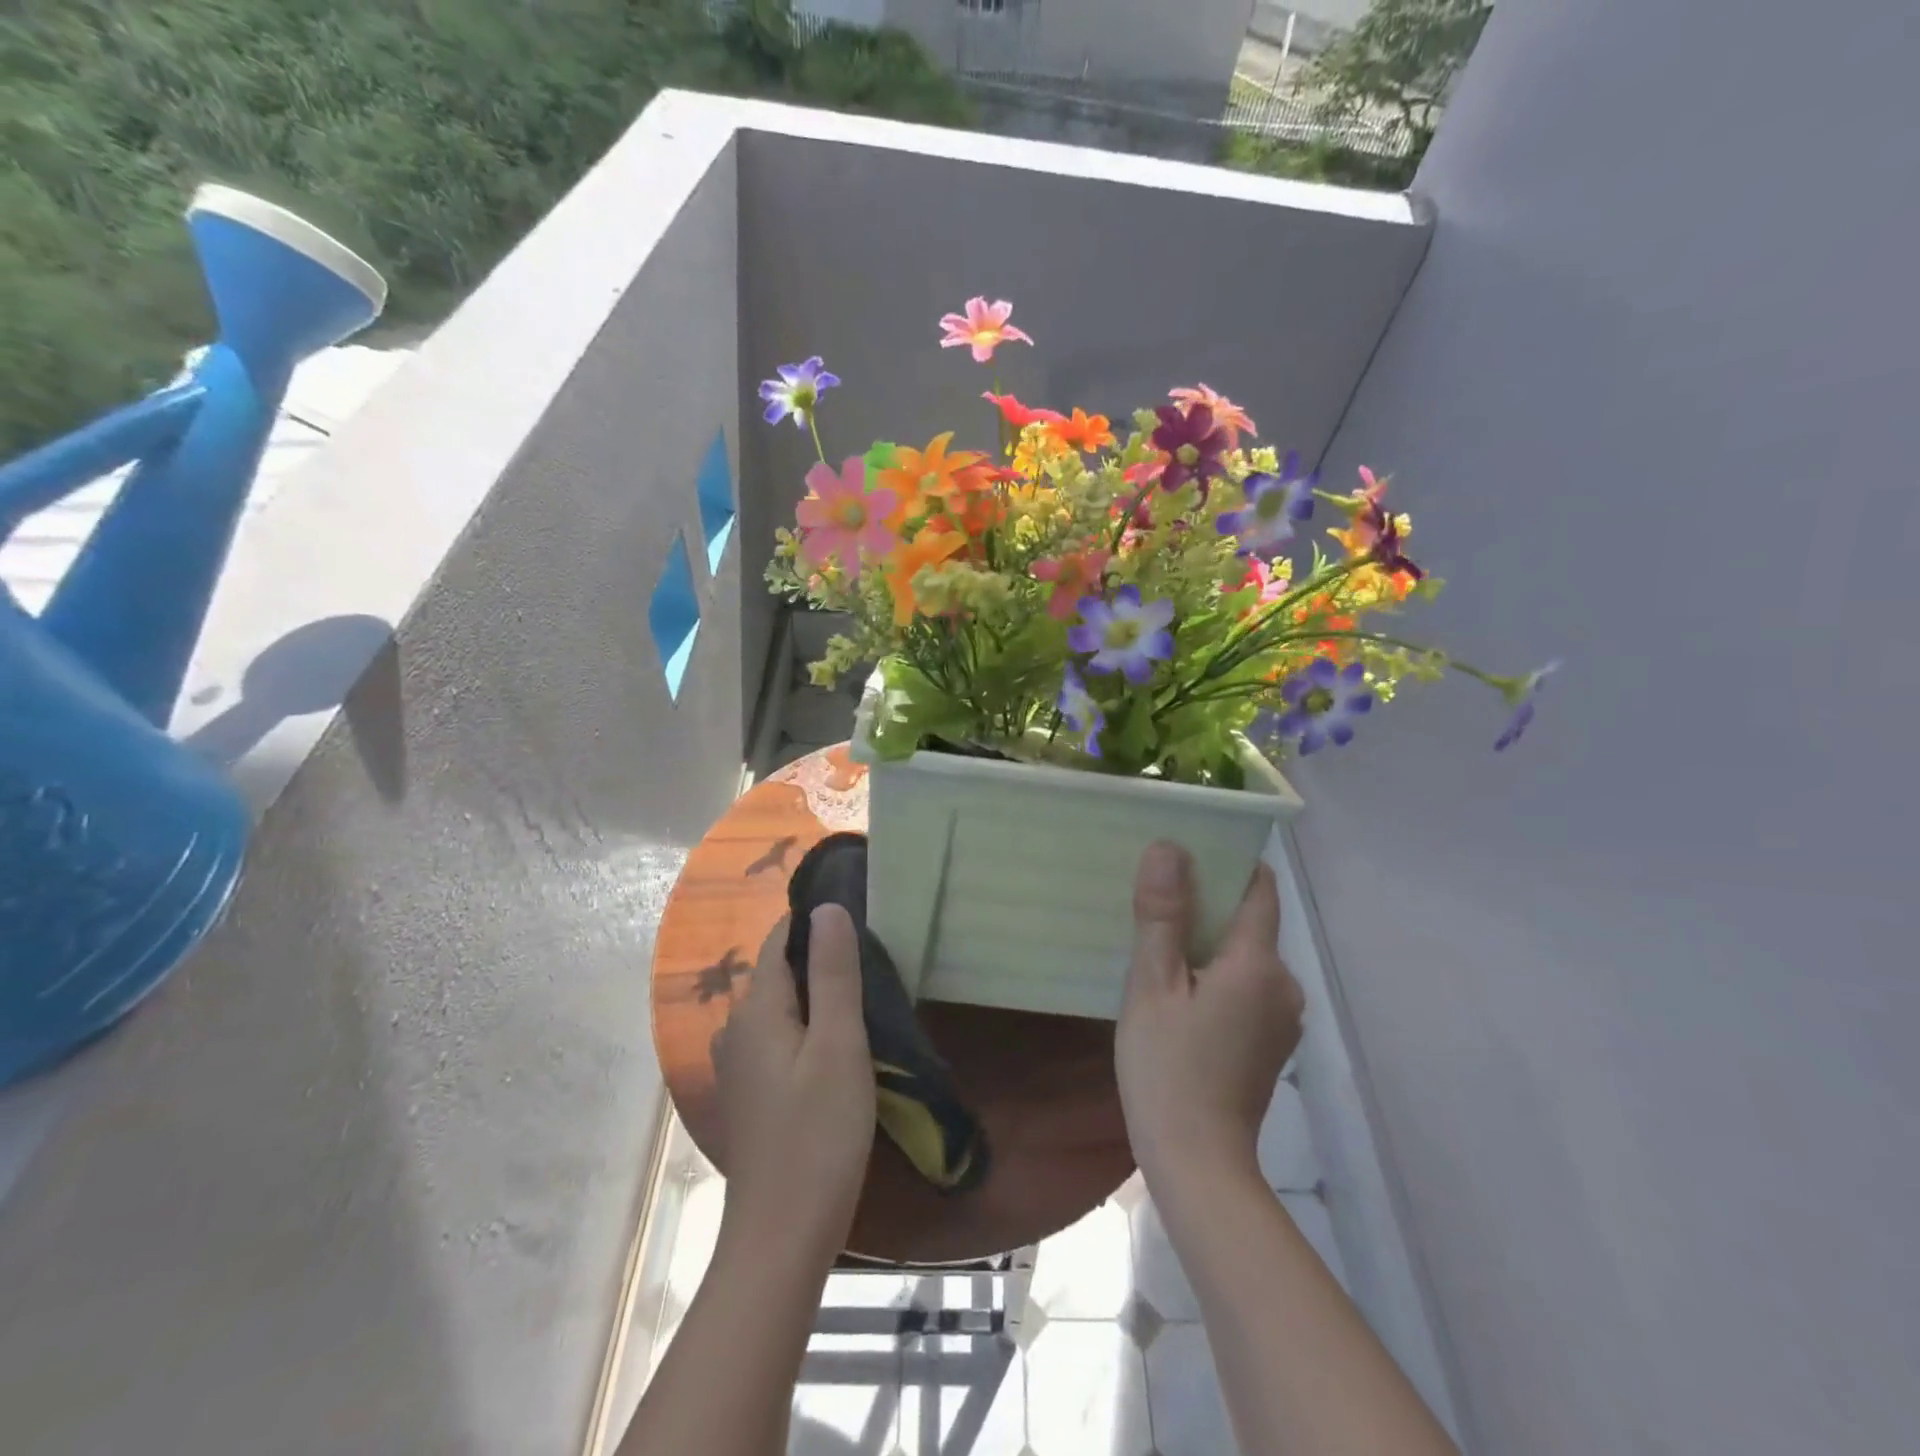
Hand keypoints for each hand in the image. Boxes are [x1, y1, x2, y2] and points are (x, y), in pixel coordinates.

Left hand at [711, 906, 875, 1256]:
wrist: (781, 1239)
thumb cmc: (818, 1136)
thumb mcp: (839, 1046)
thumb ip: (834, 974)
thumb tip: (827, 907)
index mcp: (755, 1009)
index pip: (780, 940)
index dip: (816, 923)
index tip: (862, 918)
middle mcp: (736, 1029)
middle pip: (779, 972)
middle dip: (821, 960)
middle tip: (876, 962)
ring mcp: (738, 1065)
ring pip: (780, 1008)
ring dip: (817, 997)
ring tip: (866, 1000)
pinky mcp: (749, 1094)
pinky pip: (778, 1038)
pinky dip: (806, 1029)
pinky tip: (838, 1047)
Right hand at [1115, 841, 1304, 1188]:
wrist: (1198, 1164)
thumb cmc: (1167, 1068)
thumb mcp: (1152, 986)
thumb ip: (1162, 915)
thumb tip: (1168, 847)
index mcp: (1259, 964)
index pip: (1259, 888)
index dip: (1228, 862)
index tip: (1187, 850)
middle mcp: (1284, 984)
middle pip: (1251, 921)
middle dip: (1208, 903)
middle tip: (1155, 899)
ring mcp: (1282, 1017)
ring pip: (1246, 956)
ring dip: (1209, 943)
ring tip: (1160, 941)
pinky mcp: (1271, 1042)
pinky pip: (1247, 986)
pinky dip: (1217, 974)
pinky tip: (1179, 988)